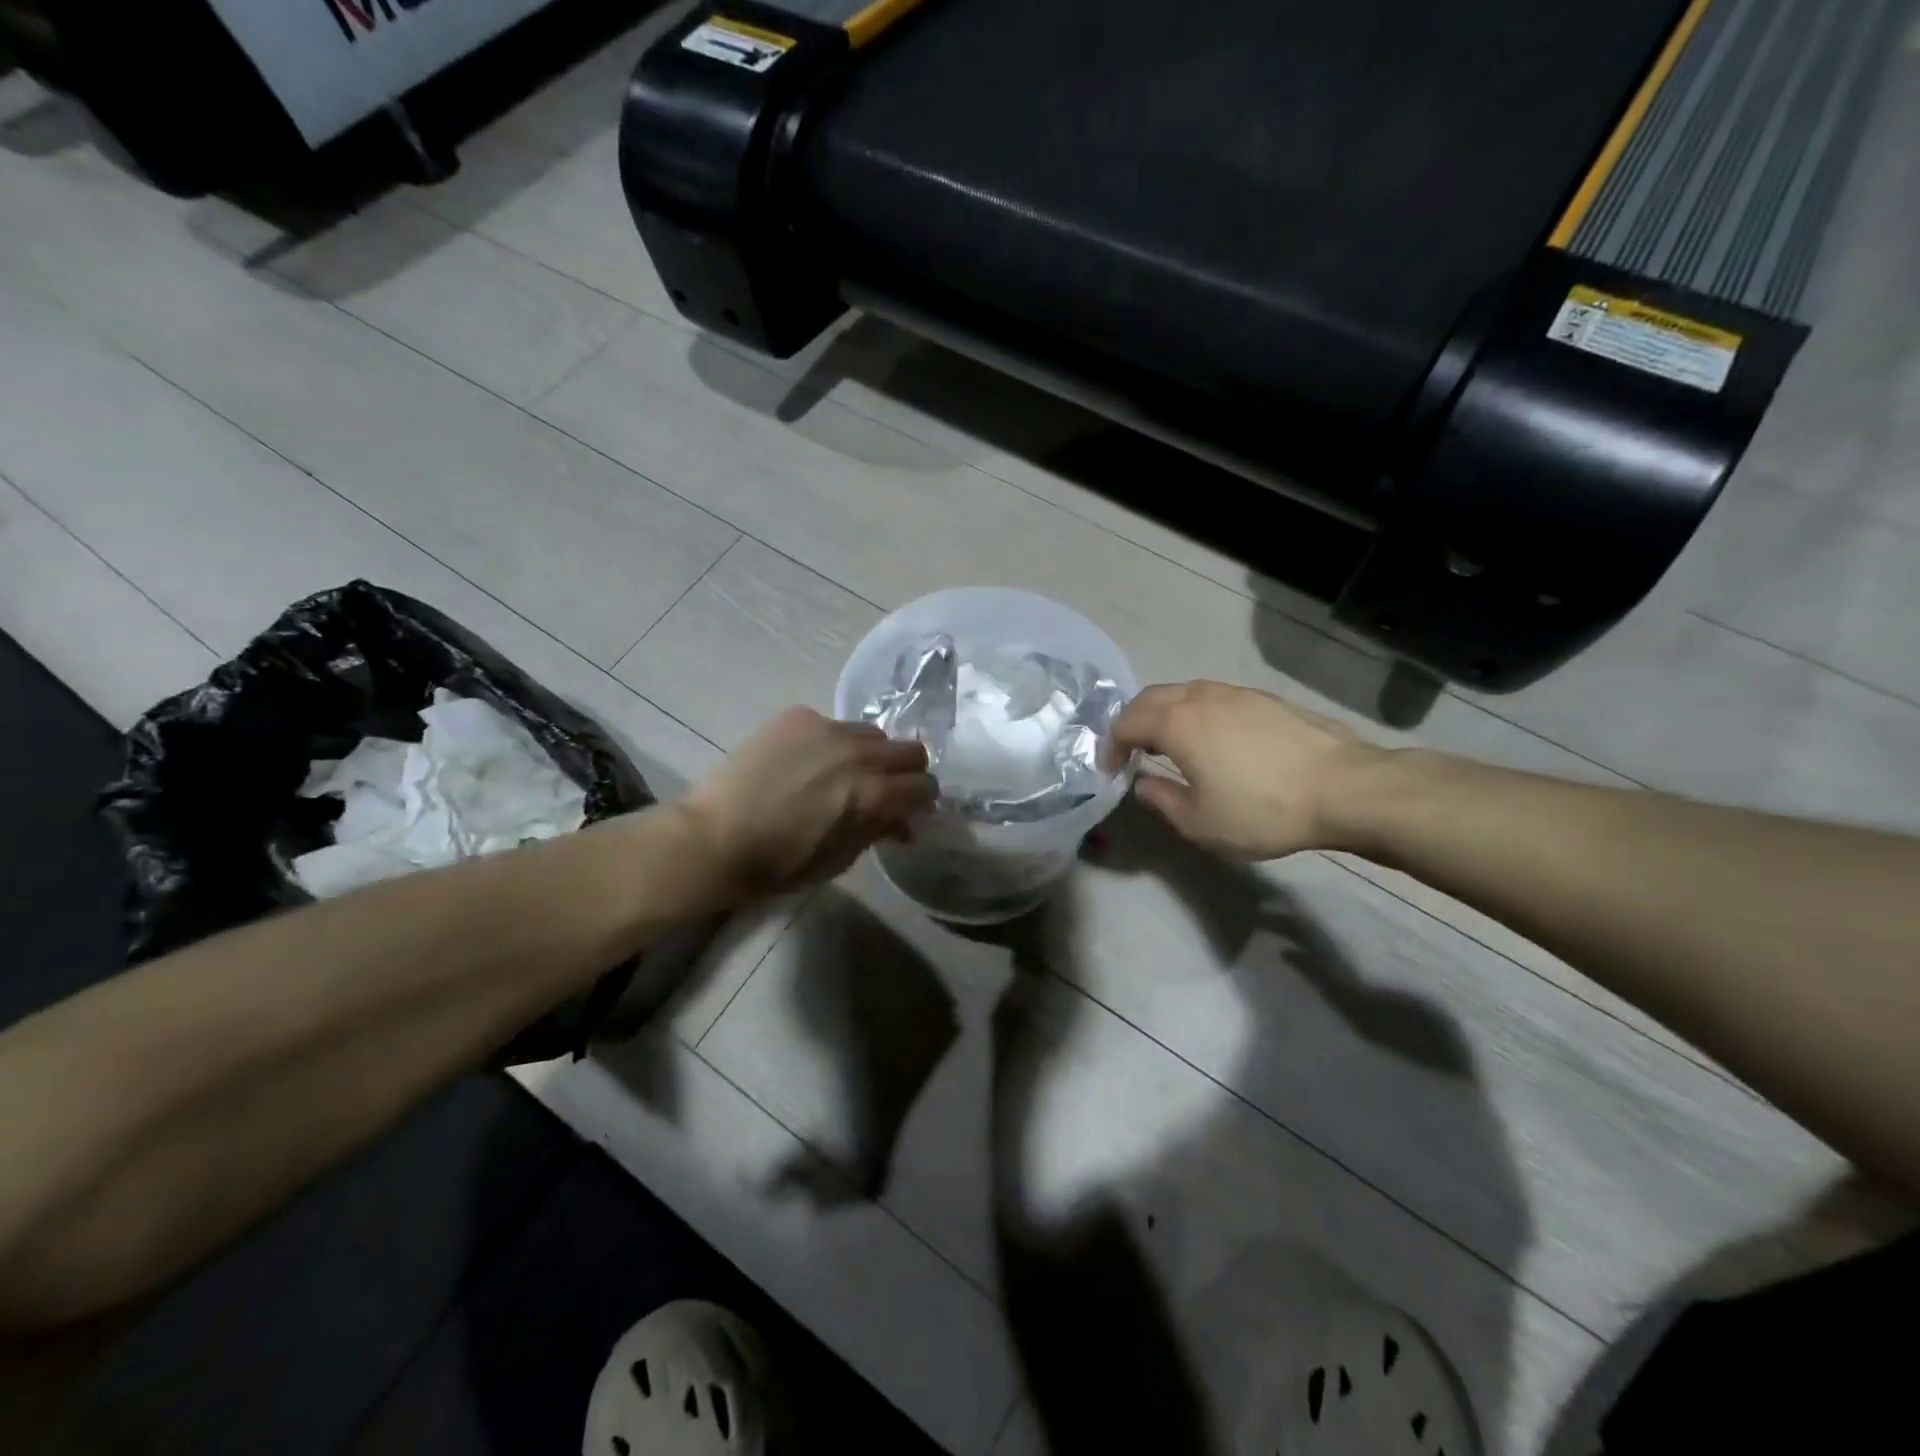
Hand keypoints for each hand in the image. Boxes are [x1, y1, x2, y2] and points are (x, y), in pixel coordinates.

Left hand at [680, 707, 935, 902]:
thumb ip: (878, 831)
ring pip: (872, 733)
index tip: (910, 811)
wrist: (715, 838)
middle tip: (886, 790)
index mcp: (871, 794)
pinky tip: (807, 762)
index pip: (924, 786)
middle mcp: (857, 753)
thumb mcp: (840, 858)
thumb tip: (902, 822)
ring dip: (870, 754)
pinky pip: (832, 724)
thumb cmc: (780, 863)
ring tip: (845, 772)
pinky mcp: (797, 717)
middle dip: (906, 772)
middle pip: (910, 750)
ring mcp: (826, 729)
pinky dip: (831, 742)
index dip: (922, 801)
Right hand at [1109, 681, 1378, 860]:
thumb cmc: (1263, 810)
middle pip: (1150, 698)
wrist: (1345, 788)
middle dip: (1133, 722)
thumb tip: (1143, 783)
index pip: (1126, 723)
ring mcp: (1236, 693)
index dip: (1111, 747)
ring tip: (1170, 745)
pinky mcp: (1265, 698)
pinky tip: (1214, 741)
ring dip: (1166, 714)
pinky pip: (1214, 698)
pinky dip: (1197, 713)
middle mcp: (1201, 697)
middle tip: (1133, 752)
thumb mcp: (1200, 822)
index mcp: (1177, 723)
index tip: (1113, 771)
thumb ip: (1161, 800)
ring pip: (1184, 693)